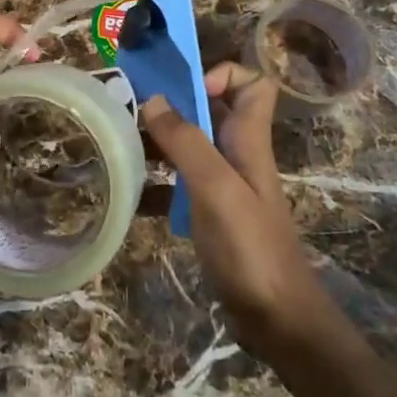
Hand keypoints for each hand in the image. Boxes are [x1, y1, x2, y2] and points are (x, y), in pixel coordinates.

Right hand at [143, 63, 330, 361]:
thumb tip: (153, 98)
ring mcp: (224, 187)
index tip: (185, 90)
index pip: (253, 84)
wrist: (277, 321)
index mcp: (248, 140)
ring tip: (119, 146)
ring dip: (158, 143)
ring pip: (190, 147)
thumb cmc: (250, 248)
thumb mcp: (216, 188)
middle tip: (129, 111)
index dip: (222, 74)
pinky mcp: (210, 215)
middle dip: (172, 105)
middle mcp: (237, 155)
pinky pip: (178, 187)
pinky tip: (129, 196)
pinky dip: (156, 186)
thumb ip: (186, 141)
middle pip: (210, 112)